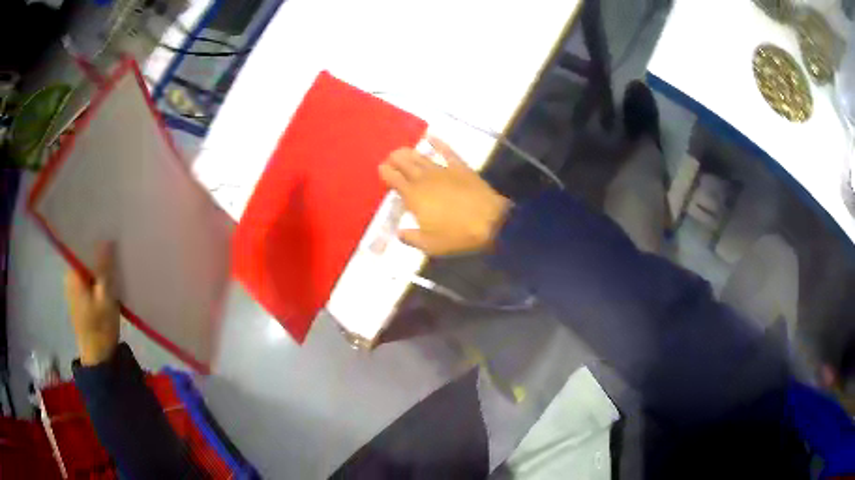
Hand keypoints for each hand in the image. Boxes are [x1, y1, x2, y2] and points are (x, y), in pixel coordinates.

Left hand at [64, 243, 119, 365]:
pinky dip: (98, 278)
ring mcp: (74, 290)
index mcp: (72, 274)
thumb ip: (104, 268)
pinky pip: (89, 280)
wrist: (99, 359)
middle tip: (116, 247)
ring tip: (115, 260)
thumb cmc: (100, 328)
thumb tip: (106, 238)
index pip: (81, 247)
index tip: (109, 232)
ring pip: (88, 269)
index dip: (94, 239)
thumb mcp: (106, 297)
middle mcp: (69, 278)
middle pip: (85, 258)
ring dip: (99, 267)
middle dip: (98, 253)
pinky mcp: (80, 300)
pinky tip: (110, 278)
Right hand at [379, 137, 511, 255]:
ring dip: (410, 152)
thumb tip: (399, 233)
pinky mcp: (460, 167)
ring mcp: (443, 170)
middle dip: (395, 159)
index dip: (386, 172)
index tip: (381, 169)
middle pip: (405, 163)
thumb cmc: (457, 235)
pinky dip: (437, 143)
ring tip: (402, 149)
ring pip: (421, 156)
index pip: (394, 179)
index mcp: (414, 197)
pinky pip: (446, 151)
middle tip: (390, 157)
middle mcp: (424, 179)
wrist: (490, 221)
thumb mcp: (430, 245)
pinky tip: (430, 136)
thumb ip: (411, 238)